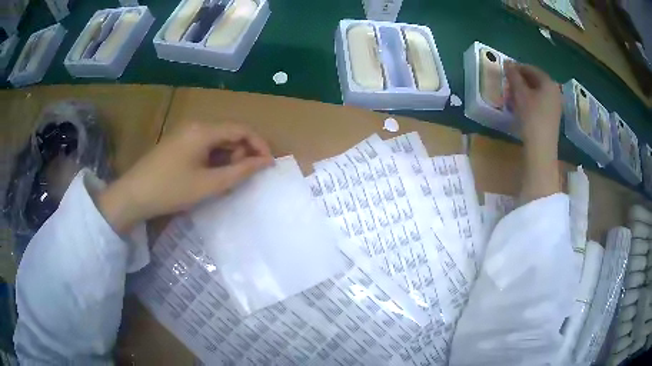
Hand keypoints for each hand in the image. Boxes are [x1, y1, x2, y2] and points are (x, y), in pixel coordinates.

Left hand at [98, 122, 273, 233]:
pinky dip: (214, 159)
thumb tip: (265, 162)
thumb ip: (240, 171)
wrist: (134, 195)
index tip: (268, 165)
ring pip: (218, 140)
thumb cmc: (171, 189)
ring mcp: (185, 133)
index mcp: (203, 130)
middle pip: (230, 132)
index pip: (242, 129)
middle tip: (244, 176)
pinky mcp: (179, 143)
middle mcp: (196, 125)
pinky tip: (211, 176)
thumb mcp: (209, 184)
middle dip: (243, 152)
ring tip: (226, 180)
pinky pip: (205, 146)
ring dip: (228, 156)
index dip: (259, 145)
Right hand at [505, 62, 561, 202]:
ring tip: (513, 95)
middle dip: (521, 80)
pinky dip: (531, 100)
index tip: (506, 70)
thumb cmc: (532, 117)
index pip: (532, 69)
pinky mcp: (553, 117)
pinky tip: (522, 106)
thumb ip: (514, 77)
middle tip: (508, 83)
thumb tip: (507, 63)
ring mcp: (555, 105)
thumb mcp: (520, 94)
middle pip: (536, 80)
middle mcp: (555, 91)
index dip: (518, 68)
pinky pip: (541, 102)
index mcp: (549, 83)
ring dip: (525, 90)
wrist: (542, 148)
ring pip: (538, 92)